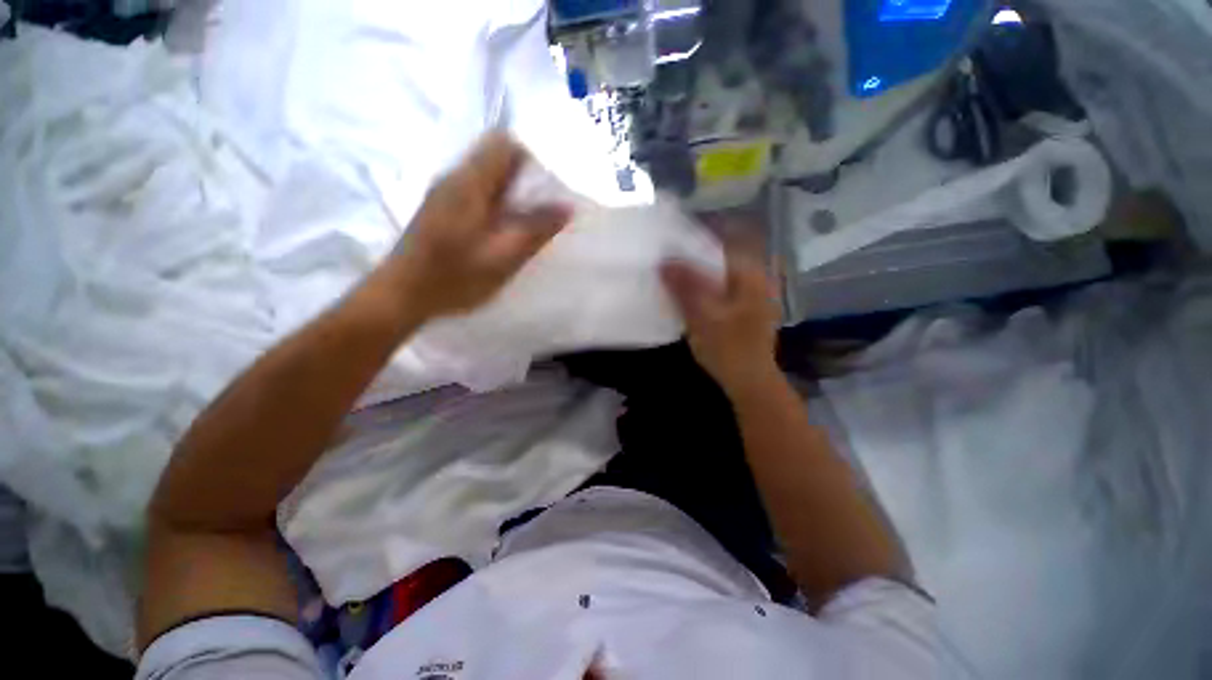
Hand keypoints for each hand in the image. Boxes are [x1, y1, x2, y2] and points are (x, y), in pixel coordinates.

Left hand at [379, 133, 569, 319]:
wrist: (401, 296)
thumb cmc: (454, 278)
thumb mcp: (503, 257)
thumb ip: (536, 230)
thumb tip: (566, 207)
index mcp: (469, 182)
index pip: (504, 143)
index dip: (532, 160)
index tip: (549, 190)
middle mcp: (454, 178)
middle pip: (497, 160)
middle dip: (525, 181)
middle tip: (543, 212)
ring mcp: (445, 194)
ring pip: (488, 180)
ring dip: (513, 197)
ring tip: (528, 225)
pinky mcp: (442, 210)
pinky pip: (478, 195)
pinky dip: (498, 207)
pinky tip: (504, 233)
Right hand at [660, 245, 780, 394]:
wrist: (751, 382)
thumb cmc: (729, 349)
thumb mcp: (702, 316)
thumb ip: (684, 287)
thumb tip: (664, 261)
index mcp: (750, 275)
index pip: (725, 240)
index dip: (699, 238)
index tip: (675, 241)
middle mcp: (756, 278)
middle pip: (723, 256)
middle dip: (697, 255)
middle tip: (671, 259)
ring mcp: (754, 295)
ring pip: (722, 273)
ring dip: (701, 272)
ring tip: (676, 275)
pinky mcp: (746, 309)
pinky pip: (724, 288)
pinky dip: (707, 287)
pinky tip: (691, 296)